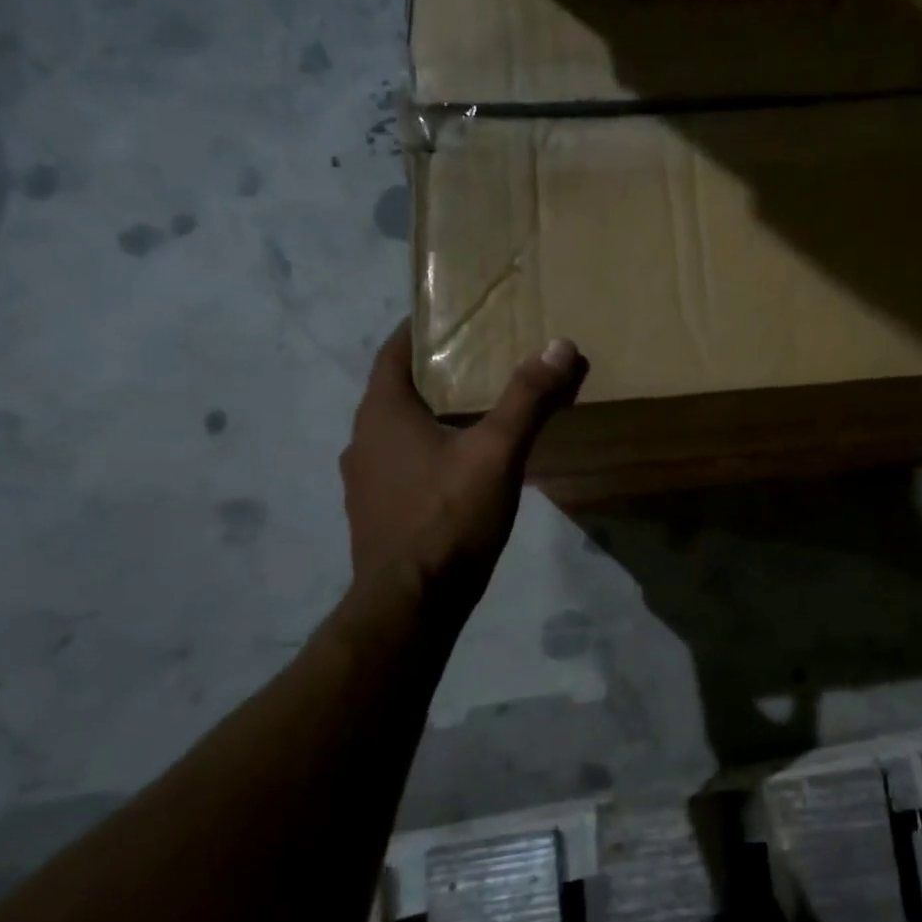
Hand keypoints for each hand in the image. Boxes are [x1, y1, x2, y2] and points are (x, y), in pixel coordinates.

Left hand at [339, 322, 585, 625]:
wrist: (412, 604)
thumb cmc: (449, 517)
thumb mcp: (497, 452)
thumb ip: (527, 398)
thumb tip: (560, 346)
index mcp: (382, 414)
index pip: (393, 352)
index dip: (419, 330)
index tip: (451, 317)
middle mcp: (362, 440)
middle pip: (396, 391)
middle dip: (435, 374)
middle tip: (480, 362)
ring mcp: (364, 481)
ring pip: (398, 431)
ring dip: (430, 416)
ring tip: (476, 412)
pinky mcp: (375, 513)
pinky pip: (400, 465)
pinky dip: (426, 452)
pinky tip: (460, 468)